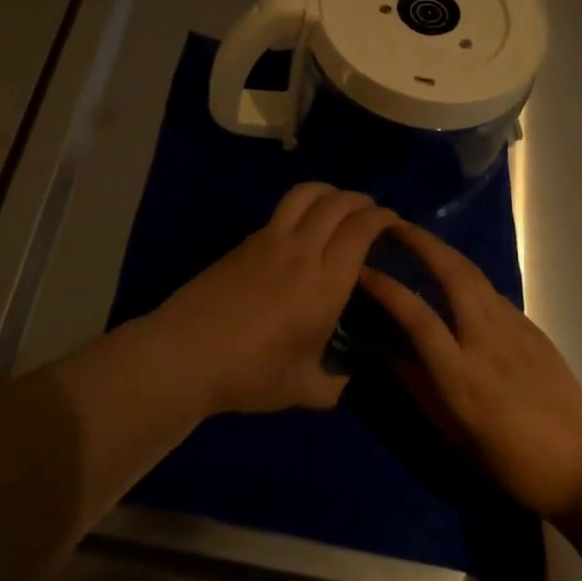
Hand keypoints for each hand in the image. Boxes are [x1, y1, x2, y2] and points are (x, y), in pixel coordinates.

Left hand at [148, 183, 394, 415]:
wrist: (187, 352)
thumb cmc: (250, 374)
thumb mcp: (304, 389)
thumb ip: (334, 381)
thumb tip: (346, 375)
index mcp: (324, 284)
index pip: (360, 230)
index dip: (382, 218)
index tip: (394, 221)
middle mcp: (301, 251)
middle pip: (336, 203)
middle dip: (360, 200)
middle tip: (372, 211)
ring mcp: (268, 239)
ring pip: (305, 194)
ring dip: (329, 191)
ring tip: (338, 203)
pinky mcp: (244, 240)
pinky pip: (282, 211)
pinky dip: (302, 206)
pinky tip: (302, 226)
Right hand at [359, 219, 581, 521]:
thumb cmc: (512, 462)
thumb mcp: (454, 435)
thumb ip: (418, 388)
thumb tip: (385, 353)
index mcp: (462, 375)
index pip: (417, 317)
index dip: (387, 289)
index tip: (361, 270)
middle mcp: (486, 341)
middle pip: (451, 274)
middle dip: (420, 242)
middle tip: (391, 224)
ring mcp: (513, 329)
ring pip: (473, 274)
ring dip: (442, 249)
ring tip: (417, 238)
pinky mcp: (531, 327)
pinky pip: (490, 291)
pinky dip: (464, 273)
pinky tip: (454, 276)